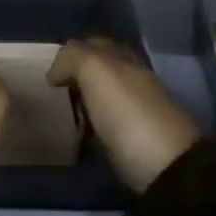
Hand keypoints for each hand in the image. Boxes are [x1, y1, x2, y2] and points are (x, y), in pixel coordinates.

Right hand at [50, 38, 200, 191]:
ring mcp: (136, 117)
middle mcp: (133, 84)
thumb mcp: (96, 71)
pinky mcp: (134, 148)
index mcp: (126, 61)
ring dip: (81, 108)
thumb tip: (55, 72)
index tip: (49, 70)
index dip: (72, 52)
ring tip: (57, 119)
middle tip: (49, 95)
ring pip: (101, 104)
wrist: (166, 169)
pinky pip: (104, 133)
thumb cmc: (128, 112)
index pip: (96, 45)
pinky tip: (75, 140)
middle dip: (75, 81)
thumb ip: (73, 58)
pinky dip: (89, 134)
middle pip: (99, 75)